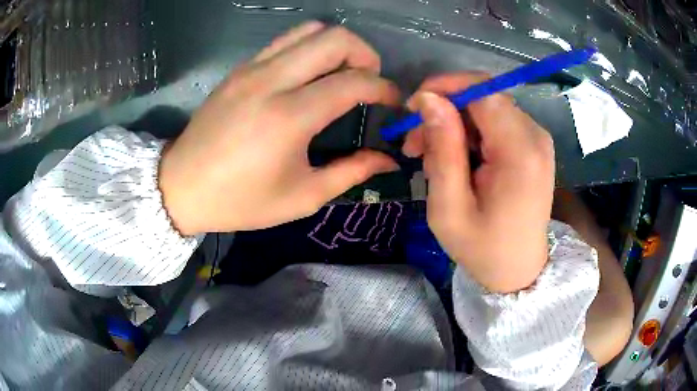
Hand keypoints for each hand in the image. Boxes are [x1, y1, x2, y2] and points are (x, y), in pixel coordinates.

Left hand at [159, 22, 399, 234]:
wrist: (181, 187)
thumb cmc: (240, 201)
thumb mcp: (302, 197)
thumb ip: (351, 173)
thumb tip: (388, 160)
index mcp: (290, 116)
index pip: (354, 82)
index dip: (384, 88)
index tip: (393, 102)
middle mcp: (272, 80)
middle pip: (335, 38)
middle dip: (365, 54)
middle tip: (369, 82)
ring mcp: (252, 68)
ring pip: (309, 31)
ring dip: (337, 46)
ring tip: (341, 73)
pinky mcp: (240, 69)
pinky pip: (285, 41)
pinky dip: (309, 49)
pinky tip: (308, 75)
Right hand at [404, 73, 554, 292]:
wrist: (519, 270)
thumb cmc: (483, 249)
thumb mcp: (450, 208)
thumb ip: (442, 149)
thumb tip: (428, 99)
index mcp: (520, 152)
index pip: (482, 91)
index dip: (445, 88)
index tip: (413, 108)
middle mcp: (535, 136)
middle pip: (483, 97)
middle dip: (445, 111)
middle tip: (415, 144)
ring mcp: (537, 139)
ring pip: (487, 108)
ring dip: (455, 124)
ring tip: (432, 158)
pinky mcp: (533, 146)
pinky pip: (496, 123)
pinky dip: (470, 134)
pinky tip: (457, 160)